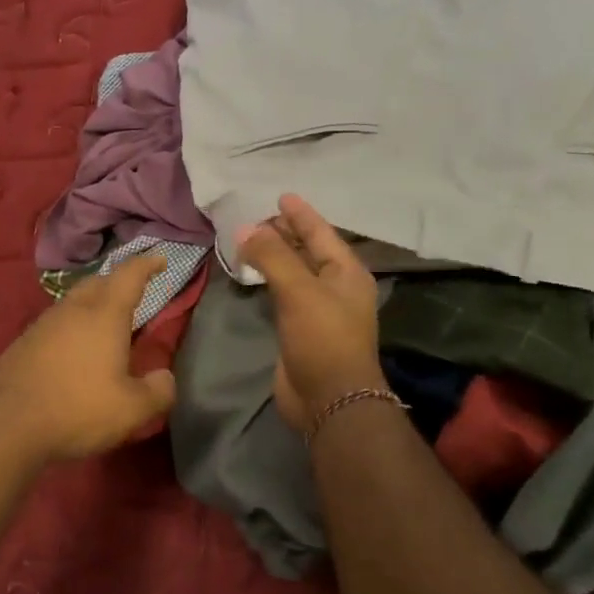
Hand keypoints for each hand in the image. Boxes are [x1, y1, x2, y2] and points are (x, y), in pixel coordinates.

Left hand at [0, 252, 176, 464]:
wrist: (6, 425)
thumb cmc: (77, 410)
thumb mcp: (131, 410)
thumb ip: (158, 391)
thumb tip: (165, 377)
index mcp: (104, 315)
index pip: (129, 275)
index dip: (147, 264)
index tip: (159, 258)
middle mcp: (73, 310)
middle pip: (98, 282)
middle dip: (117, 282)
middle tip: (133, 293)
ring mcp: (43, 324)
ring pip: (74, 302)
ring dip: (92, 305)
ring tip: (105, 325)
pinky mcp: (23, 343)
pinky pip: (56, 324)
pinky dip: (72, 327)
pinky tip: (73, 352)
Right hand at [238, 195, 381, 432]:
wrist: (329, 398)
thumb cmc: (322, 338)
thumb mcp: (299, 290)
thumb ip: (272, 256)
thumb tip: (247, 228)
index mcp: (347, 273)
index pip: (322, 233)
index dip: (301, 214)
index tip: (282, 195)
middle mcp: (336, 287)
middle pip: (309, 250)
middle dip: (286, 232)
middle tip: (258, 216)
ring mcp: (319, 309)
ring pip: (295, 272)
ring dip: (275, 255)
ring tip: (251, 238)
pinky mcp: (301, 329)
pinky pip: (284, 293)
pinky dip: (269, 279)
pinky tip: (254, 273)